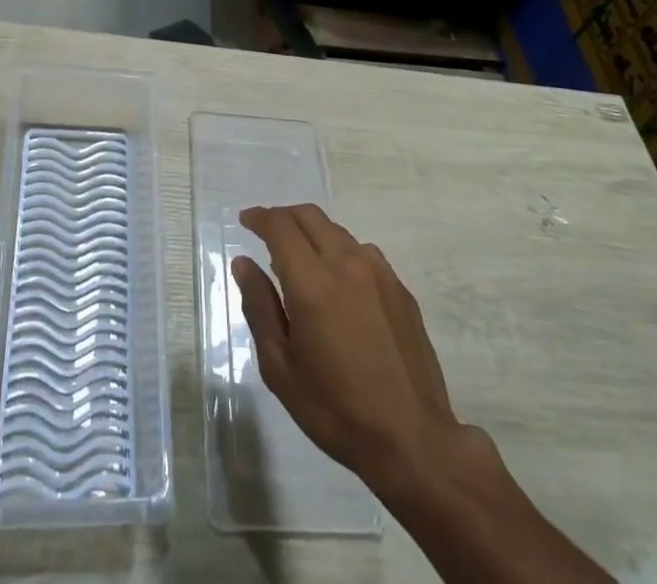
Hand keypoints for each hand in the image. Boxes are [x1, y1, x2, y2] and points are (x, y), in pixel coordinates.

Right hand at [232, 204, 495, 494]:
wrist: (413, 440)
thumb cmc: (336, 410)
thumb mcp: (281, 368)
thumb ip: (259, 308)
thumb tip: (244, 263)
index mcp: (312, 283)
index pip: (280, 227)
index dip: (259, 217)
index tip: (245, 220)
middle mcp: (346, 264)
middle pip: (310, 216)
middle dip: (284, 217)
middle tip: (267, 233)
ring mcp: (378, 273)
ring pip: (337, 232)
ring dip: (313, 234)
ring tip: (301, 260)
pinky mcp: (400, 288)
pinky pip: (363, 252)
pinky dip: (340, 252)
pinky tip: (338, 283)